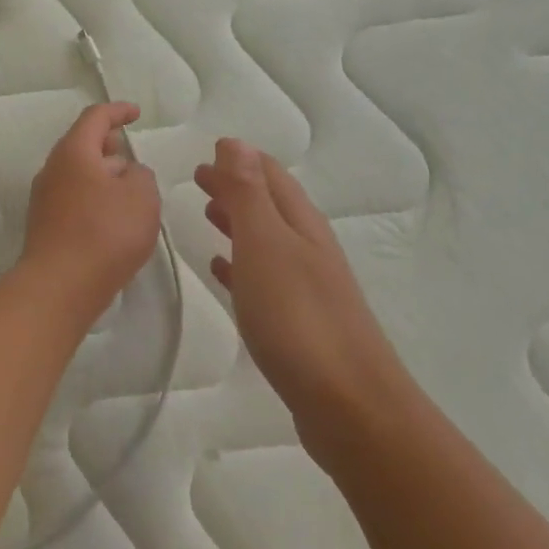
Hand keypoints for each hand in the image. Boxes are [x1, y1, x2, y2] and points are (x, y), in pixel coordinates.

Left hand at [20, 103, 162, 317]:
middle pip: (81, 146)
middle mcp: (52, 171)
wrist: (59, 286)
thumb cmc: (105, 233)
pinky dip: (94, 200)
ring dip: (103, 176)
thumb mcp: (142, 197)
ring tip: (129, 191)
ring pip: (77, 176)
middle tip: (131, 156)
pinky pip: (74, 201)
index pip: (94, 118)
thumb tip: (128, 174)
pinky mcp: (46, 227)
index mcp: (73, 152)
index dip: (117, 111)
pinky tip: (113, 220)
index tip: (135, 114)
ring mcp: (45, 200)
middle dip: (108, 146)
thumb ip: (141, 176)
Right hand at [196, 139, 407, 442]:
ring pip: (266, 241)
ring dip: (238, 222)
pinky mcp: (298, 324)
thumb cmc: (299, 318)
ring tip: (207, 213)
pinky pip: (262, 279)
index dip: (241, 161)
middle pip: (270, 206)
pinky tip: (222, 269)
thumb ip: (248, 195)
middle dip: (236, 187)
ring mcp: (306, 287)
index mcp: (301, 226)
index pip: (271, 177)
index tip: (211, 149)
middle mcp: (308, 249)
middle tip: (199, 178)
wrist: (348, 405)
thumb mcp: (266, 246)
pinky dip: (239, 265)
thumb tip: (236, 143)